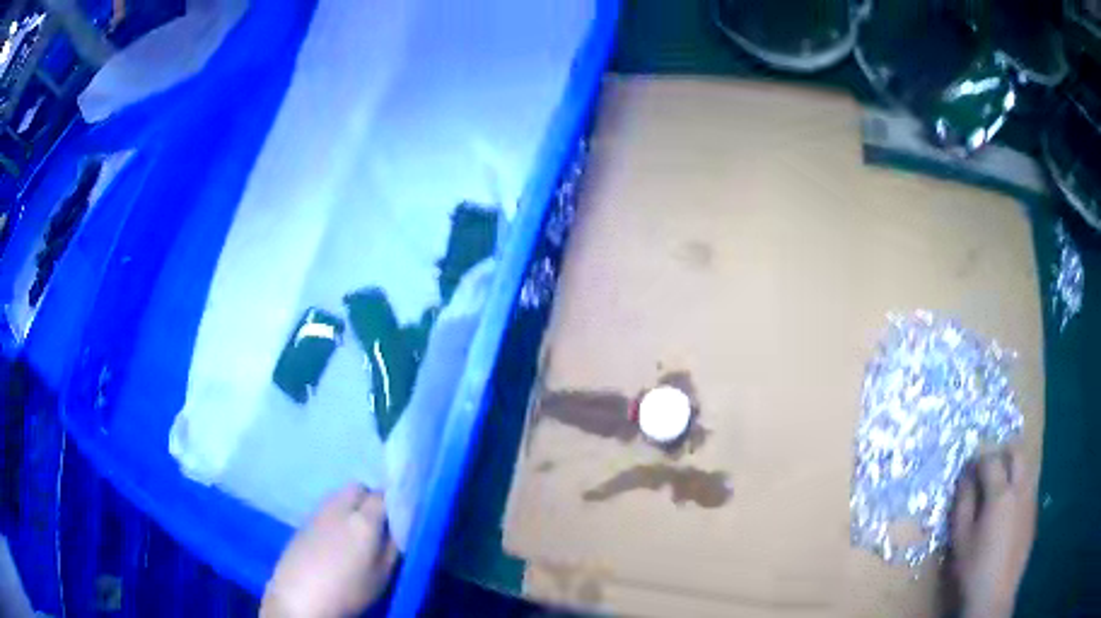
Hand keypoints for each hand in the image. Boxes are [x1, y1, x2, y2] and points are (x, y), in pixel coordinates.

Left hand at [261, 485, 397, 617]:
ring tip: (355, 531)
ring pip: (339, 496)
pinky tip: (335, 539)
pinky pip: (326, 509)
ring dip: (351, 505)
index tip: (399, 517)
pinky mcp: (303, 522)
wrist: (299, 596)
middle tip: (377, 523)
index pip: (383, 495)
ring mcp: (318, 513)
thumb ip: (392, 548)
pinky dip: (335, 516)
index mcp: (363, 520)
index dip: (393, 503)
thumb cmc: (347, 590)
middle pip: (358, 488)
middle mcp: (339, 508)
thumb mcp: (381, 576)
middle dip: (369, 498)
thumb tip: (397, 529)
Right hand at [951, 449, 1035, 617]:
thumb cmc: (974, 569)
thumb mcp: (961, 540)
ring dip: (1014, 467)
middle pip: (1017, 451)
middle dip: (1003, 451)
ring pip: (1026, 466)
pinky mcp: (1034, 512)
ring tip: (999, 486)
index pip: (991, 459)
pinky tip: (1008, 509)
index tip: (969, 466)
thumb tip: (965, 477)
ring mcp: (1031, 499)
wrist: (996, 594)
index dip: (978, 458)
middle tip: (989, 466)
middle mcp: (1020, 488)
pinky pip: (1029, 486)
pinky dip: (1019, 485)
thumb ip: (963, 504)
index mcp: (1000, 494)